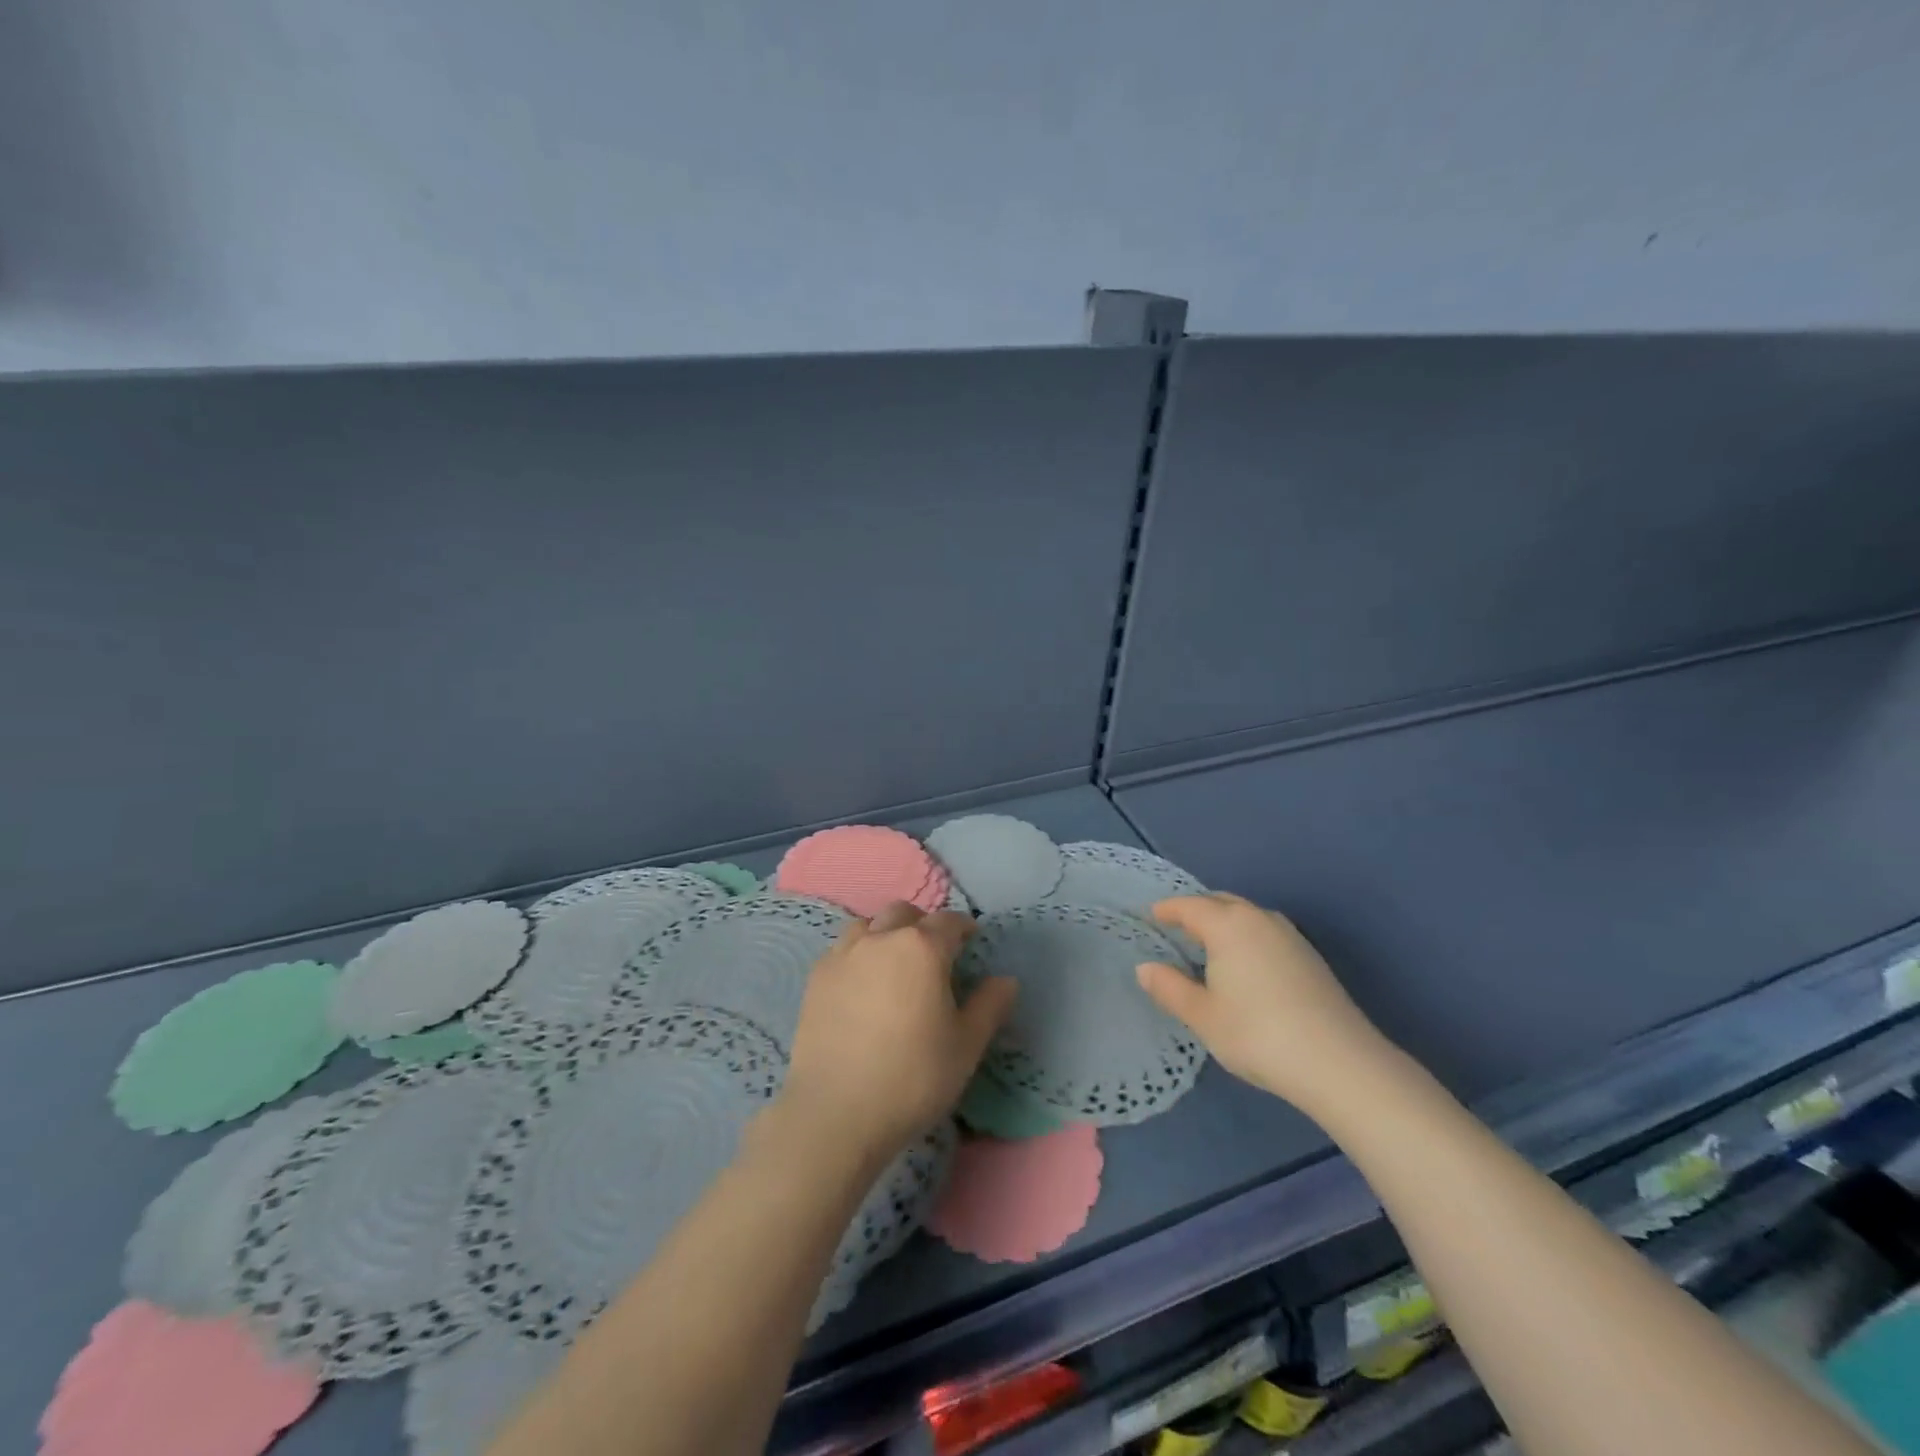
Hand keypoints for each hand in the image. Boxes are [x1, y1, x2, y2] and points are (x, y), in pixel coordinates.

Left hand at [782, 902, 1016, 1159]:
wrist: (835, 1113)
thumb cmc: (913, 1077)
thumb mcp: (966, 1046)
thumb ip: (990, 1006)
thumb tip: (1006, 980)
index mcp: (922, 948)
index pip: (949, 921)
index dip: (964, 928)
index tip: (971, 942)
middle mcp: (881, 939)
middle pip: (904, 913)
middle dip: (923, 925)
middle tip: (934, 954)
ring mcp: (843, 955)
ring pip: (868, 925)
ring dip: (886, 934)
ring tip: (894, 965)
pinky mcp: (816, 978)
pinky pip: (842, 950)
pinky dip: (858, 954)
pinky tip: (862, 985)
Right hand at [1135, 893, 1392, 1115]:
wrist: (1340, 1063)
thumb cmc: (1257, 1034)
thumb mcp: (1203, 1016)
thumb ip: (1170, 988)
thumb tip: (1145, 968)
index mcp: (1228, 924)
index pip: (1188, 906)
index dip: (1166, 910)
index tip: (1150, 916)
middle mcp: (1258, 918)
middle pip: (1219, 902)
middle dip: (1195, 910)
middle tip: (1175, 929)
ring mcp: (1290, 935)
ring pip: (1246, 916)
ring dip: (1223, 923)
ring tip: (1207, 947)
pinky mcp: (1310, 956)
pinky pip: (1265, 932)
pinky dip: (1245, 937)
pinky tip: (1244, 966)